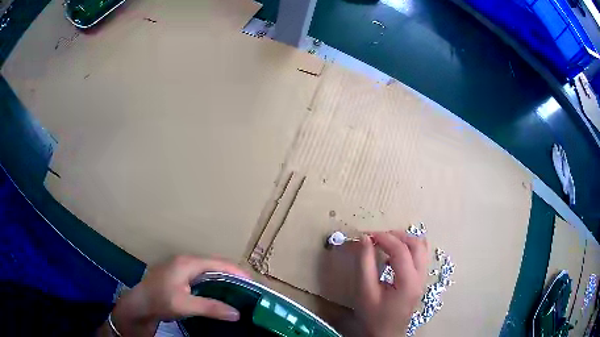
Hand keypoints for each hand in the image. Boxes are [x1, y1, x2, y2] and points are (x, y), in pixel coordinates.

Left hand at [109, 255, 249, 336]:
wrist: (139, 303)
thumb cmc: (160, 300)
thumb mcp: (185, 305)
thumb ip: (211, 307)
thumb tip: (237, 313)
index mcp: (188, 263)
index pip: (219, 263)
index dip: (237, 272)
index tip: (253, 284)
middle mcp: (185, 260)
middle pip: (215, 264)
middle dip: (232, 275)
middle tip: (248, 289)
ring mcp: (181, 266)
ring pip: (208, 270)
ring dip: (223, 278)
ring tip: (237, 291)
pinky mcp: (178, 274)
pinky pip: (201, 275)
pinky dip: (213, 282)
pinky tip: (218, 293)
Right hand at [356, 231, 428, 336]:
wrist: (385, 334)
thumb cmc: (373, 316)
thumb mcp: (365, 291)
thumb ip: (365, 264)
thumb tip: (365, 239)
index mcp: (408, 281)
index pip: (400, 250)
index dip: (384, 238)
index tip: (367, 235)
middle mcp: (420, 277)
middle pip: (417, 244)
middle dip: (397, 236)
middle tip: (377, 237)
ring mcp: (423, 278)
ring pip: (422, 249)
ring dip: (405, 240)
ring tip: (386, 242)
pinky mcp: (420, 281)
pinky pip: (420, 257)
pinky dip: (409, 249)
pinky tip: (393, 256)